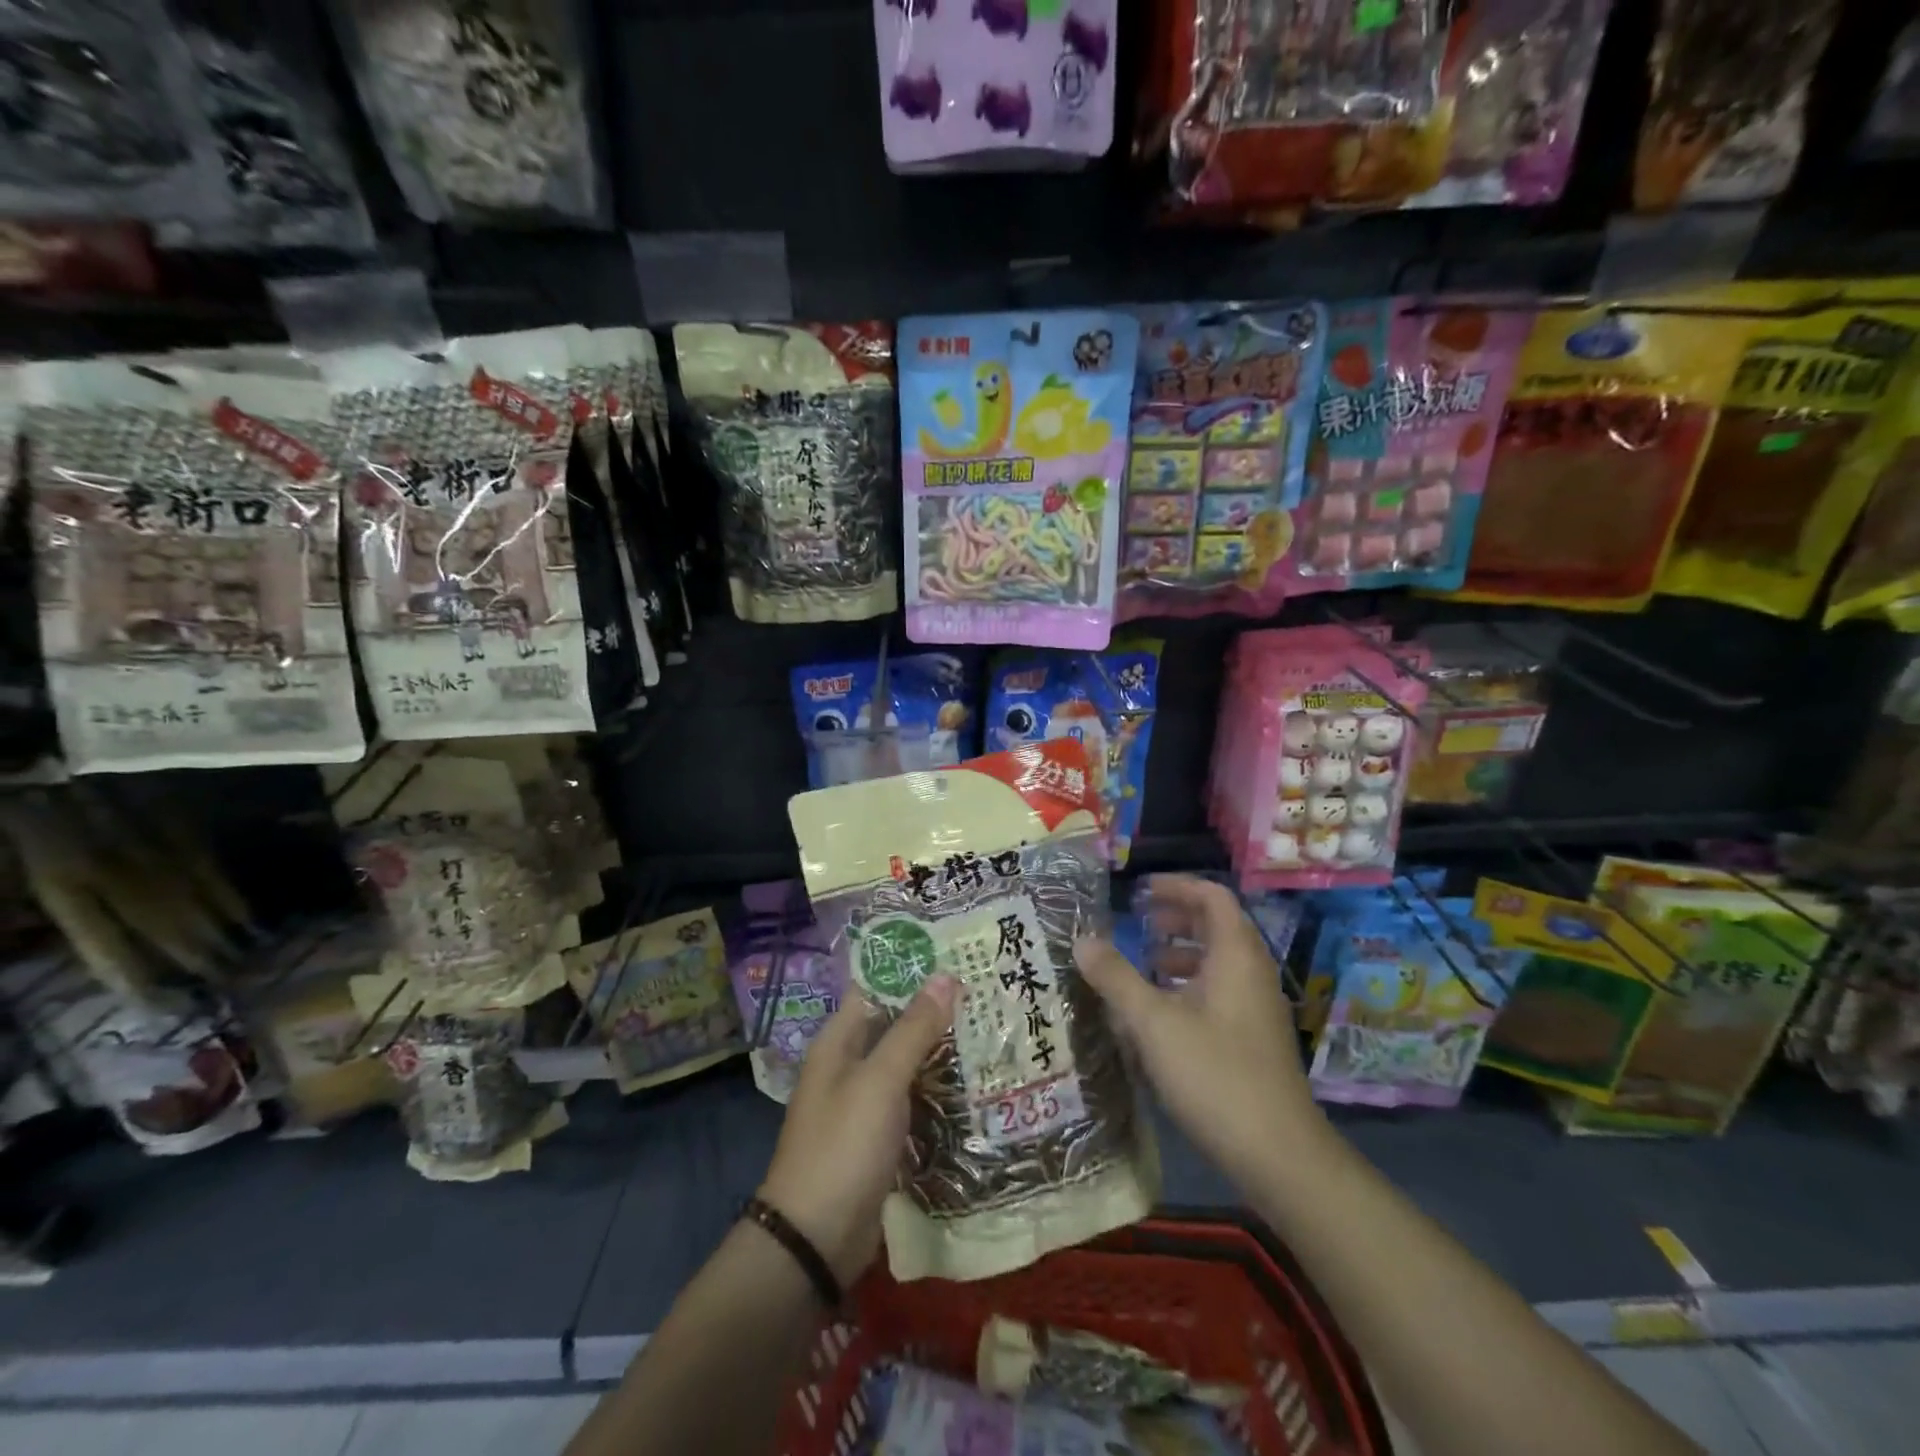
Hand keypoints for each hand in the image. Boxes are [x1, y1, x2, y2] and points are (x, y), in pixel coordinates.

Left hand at [759, 976, 956, 1285]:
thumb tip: (946, 976)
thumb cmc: (843, 1145)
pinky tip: (974, 1082)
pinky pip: (912, 1098)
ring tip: (991, 1028)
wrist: (816, 1239)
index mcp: (839, 1040)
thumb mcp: (880, 1081)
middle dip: (935, 1010)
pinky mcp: (880, 1136)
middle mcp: (849, 1064)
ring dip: (941, 1050)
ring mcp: (864, 1102)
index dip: (912, 970)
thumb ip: (913, 1029)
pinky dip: (937, 1088)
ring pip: (907, 1062)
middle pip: (895, 1023)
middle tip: (987, 990)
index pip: (877, 988)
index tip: (957, 954)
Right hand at [1075, 875, 1317, 1189]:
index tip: (1140, 892)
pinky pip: (1219, 994)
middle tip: (1137, 922)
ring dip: (1180, 954)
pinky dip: (1187, 987)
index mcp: (1236, 956)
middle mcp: (1251, 974)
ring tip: (1142, 965)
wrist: (1278, 1155)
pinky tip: (1158, 1014)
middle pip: (1216, 927)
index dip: (1177, 886)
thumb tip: (1082, 939)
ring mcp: (1256, 1009)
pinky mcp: (1252, 1040)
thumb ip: (1116, 977)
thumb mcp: (1153, 1022)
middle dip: (1176, 919)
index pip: (1212, 897)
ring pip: (1217, 963)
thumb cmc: (1215, 1074)